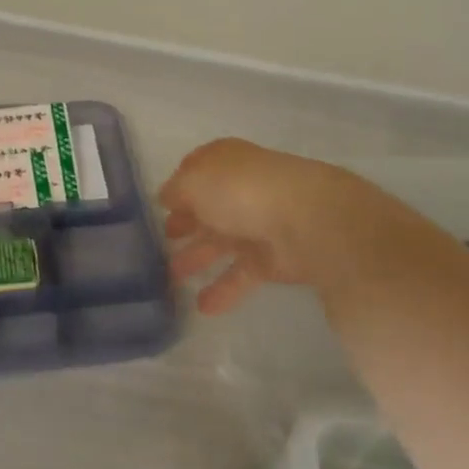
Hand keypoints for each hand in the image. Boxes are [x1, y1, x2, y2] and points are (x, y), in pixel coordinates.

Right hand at [160, 138, 400, 313]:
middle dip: (186, 224)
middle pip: (208, 208)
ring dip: (198, 257)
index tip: (160, 208)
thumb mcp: (194, 182)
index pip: (195, 171)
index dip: (177, 189)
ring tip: (172, 277)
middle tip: (162, 243)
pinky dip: (223, 289)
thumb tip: (166, 198)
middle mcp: (241, 189)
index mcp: (225, 162)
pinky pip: (242, 274)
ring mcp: (259, 224)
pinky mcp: (274, 260)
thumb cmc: (242, 190)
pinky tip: (202, 307)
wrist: (308, 220)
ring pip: (222, 242)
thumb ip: (175, 191)